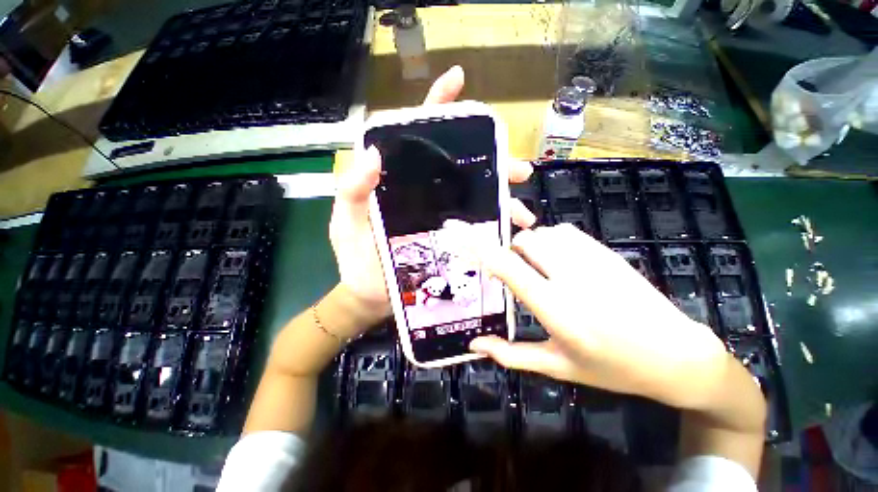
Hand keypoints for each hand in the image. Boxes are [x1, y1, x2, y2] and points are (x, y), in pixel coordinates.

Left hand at [329, 66, 535, 324]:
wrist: (369, 297)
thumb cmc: (356, 259)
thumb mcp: (346, 223)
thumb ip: (352, 191)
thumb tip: (372, 153)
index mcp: (398, 183)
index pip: (417, 138)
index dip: (437, 108)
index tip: (459, 82)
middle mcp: (424, 194)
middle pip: (460, 168)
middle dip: (493, 163)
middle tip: (518, 170)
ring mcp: (440, 217)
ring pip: (476, 198)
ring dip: (503, 199)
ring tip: (523, 209)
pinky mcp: (450, 241)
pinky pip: (478, 228)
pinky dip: (496, 228)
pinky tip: (512, 232)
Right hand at [470, 224, 731, 410]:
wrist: (677, 356)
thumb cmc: (613, 368)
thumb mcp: (558, 367)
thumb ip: (511, 355)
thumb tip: (474, 345)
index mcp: (556, 310)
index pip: (510, 268)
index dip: (485, 251)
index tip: (469, 244)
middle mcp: (572, 279)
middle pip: (526, 242)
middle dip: (510, 250)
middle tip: (512, 269)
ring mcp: (593, 262)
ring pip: (544, 233)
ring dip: (531, 244)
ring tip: (535, 265)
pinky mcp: (607, 253)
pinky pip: (566, 231)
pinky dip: (551, 239)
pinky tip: (558, 258)